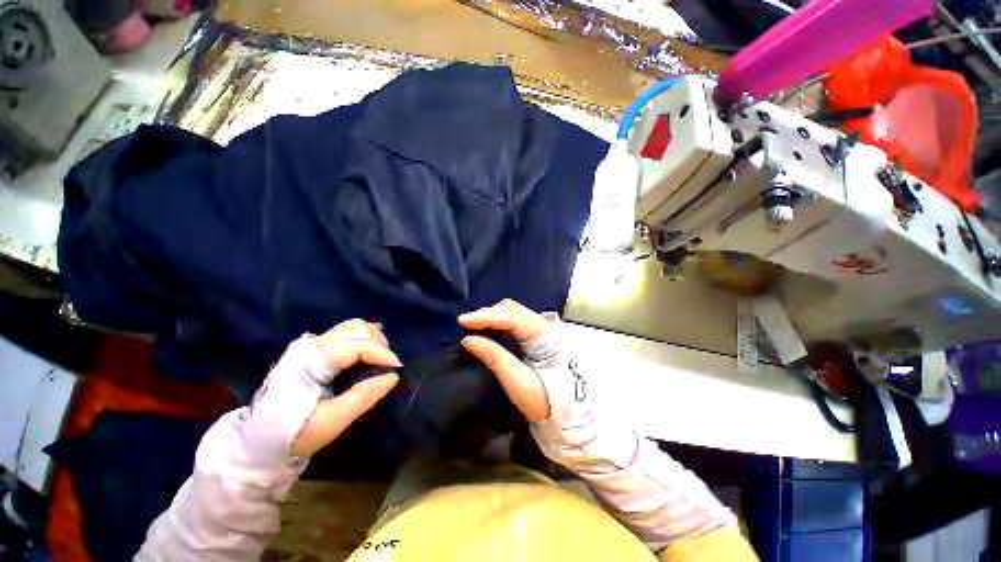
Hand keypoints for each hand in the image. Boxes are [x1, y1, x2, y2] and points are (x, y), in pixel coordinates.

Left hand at [290, 320, 400, 455]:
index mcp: (313, 361)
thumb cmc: (293, 433)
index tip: (398, 367)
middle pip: (356, 329)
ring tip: (384, 356)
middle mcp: (312, 346)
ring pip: (351, 327)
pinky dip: (363, 337)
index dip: (381, 353)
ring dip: (373, 337)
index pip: (357, 345)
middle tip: (391, 364)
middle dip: (380, 343)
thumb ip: (364, 396)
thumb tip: (392, 376)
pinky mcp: (313, 351)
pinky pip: (345, 333)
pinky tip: (371, 349)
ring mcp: (311, 346)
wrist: (257, 441)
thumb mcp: (332, 421)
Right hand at [461, 300, 637, 472]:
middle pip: (511, 309)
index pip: (513, 315)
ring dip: (491, 318)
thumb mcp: (520, 383)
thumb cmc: (549, 403)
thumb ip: (495, 358)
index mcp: (545, 334)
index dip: (487, 315)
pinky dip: (496, 325)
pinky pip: (512, 324)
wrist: (572, 419)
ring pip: (511, 314)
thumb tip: (468, 339)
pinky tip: (485, 331)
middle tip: (467, 325)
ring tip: (473, 327)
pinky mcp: (534, 339)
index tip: (463, 321)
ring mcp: (539, 331)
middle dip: (488, 314)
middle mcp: (543, 326)